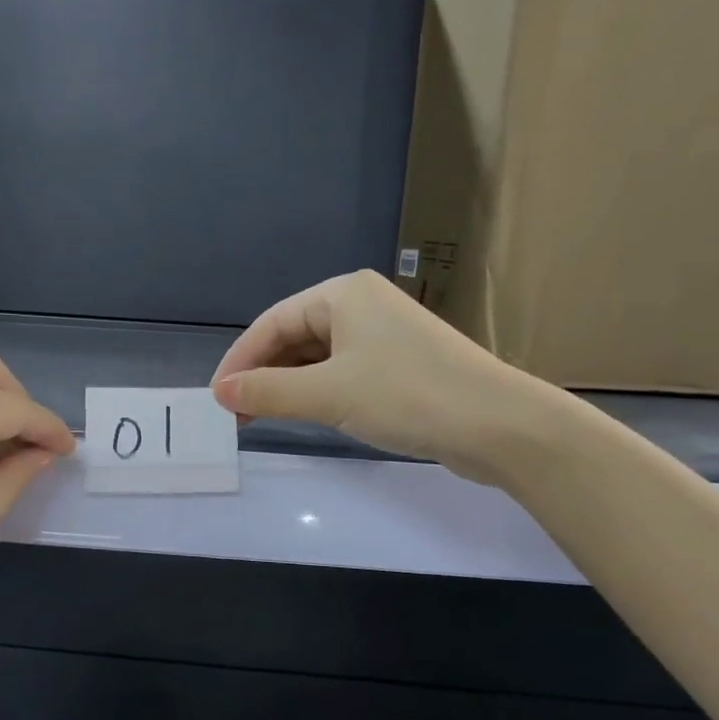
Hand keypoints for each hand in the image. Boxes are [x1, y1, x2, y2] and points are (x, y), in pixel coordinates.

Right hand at [210, 270, 552, 482]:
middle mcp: (360, 303)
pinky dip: (316, 390)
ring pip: (316, 355)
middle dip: (262, 374)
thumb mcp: (328, 395)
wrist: (502, 426)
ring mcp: (383, 332)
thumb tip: (220, 393)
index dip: (239, 361)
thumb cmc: (408, 395)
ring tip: (261, 417)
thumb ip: (268, 392)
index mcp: (342, 293)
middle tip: (236, 413)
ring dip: (287, 385)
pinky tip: (304, 412)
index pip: (272, 323)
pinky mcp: (399, 361)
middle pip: (292, 336)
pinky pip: (341, 369)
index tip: (217, 398)